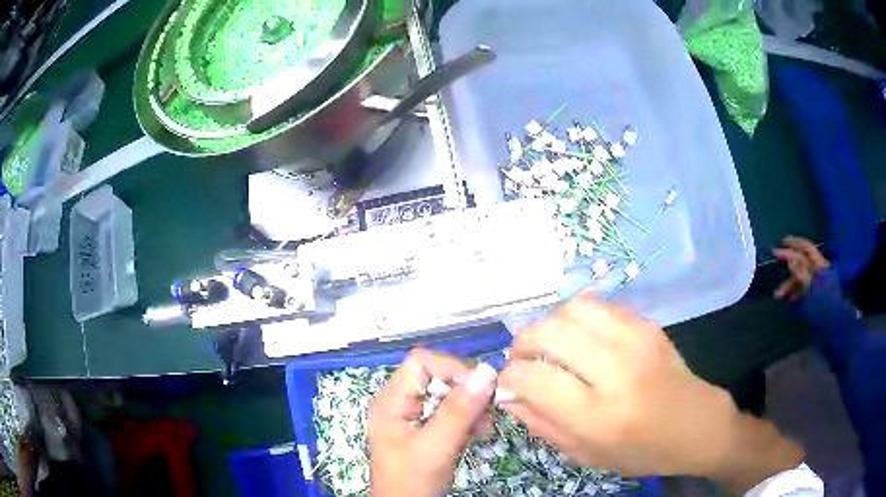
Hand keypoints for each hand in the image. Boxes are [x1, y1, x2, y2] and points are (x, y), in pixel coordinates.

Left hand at [369, 348, 496, 496]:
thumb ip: (459, 411)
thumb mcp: (436, 446)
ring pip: (448, 394)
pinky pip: (451, 412)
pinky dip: (468, 418)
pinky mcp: (428, 430)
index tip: (480, 386)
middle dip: (466, 389)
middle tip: (489, 407)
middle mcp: (402, 402)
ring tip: (485, 423)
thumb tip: (487, 371)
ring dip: (471, 405)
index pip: (421, 362)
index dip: (452, 367)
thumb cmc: (413, 479)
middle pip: (437, 376)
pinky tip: (479, 431)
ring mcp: (414, 417)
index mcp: (393, 400)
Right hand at [498, 295, 802, 491]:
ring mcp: (637, 340)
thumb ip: (541, 423)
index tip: (507, 381)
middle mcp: (618, 371)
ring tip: (548, 345)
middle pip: (551, 333)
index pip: (535, 378)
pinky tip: (578, 337)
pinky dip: (576, 317)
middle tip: (522, 359)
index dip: (509, 376)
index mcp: (599, 416)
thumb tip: (507, 394)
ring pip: (572, 308)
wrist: (696, 425)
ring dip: (549, 324)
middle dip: (523, 343)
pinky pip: (598, 305)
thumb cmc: (641, 451)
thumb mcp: (585, 454)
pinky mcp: (647, 324)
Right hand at [773, 236, 828, 300]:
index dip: (793, 243)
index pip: (805, 248)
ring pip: (800, 279)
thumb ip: (800, 271)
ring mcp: (817, 285)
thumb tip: (789, 257)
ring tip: (777, 295)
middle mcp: (818, 270)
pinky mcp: (815, 298)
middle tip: (776, 265)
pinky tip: (787, 299)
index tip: (780, 243)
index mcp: (819, 264)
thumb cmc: (822, 304)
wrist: (832, 326)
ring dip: (788, 285)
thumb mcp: (810, 286)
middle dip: (788, 265)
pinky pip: (802, 291)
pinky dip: (794, 293)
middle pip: (802, 263)